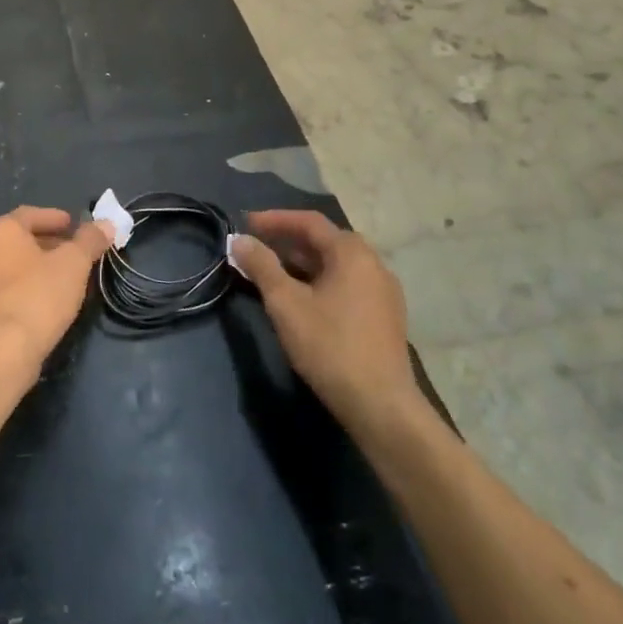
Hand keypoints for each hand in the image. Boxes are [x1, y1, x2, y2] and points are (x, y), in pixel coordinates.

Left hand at [0, 207, 114, 382]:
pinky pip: (9, 287)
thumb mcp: (74, 263)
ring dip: (40, 266)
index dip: (56, 218)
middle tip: (76, 251)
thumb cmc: (39, 295)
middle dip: (50, 243)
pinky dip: (29, 286)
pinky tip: (49, 299)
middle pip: (21, 239)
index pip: (30, 214)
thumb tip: (106, 224)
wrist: (4, 351)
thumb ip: (90, 240)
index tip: (76, 225)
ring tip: (67, 276)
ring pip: (15, 265)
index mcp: (0, 231)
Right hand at [231, 211, 423, 445]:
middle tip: (256, 247)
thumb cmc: (329, 345)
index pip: (309, 222)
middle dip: (287, 240)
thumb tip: (238, 240)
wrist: (380, 404)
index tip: (245, 223)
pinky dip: (319, 280)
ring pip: (336, 264)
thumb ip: (261, 266)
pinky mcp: (384, 315)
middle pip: (325, 240)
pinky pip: (346, 283)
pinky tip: (301, 297)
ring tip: (271, 271)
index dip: (274, 219)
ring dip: (302, 262)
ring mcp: (383, 291)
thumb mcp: (285, 303)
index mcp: (352, 253)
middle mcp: (373, 264)